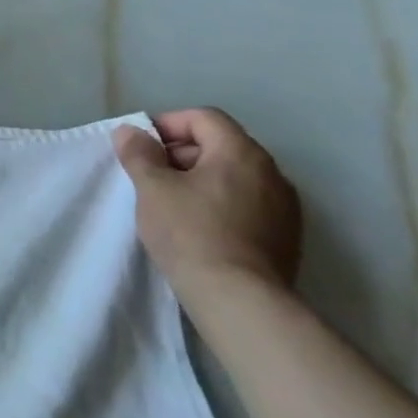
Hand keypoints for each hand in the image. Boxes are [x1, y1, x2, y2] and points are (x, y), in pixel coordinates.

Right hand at [112, 108, 300, 301]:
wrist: (239, 299)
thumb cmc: (190, 232)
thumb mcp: (152, 188)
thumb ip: (139, 153)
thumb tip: (130, 132)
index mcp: (241, 152)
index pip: (204, 118)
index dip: (168, 124)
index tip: (141, 147)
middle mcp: (272, 172)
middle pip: (221, 145)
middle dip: (182, 153)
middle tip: (150, 176)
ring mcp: (284, 206)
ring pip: (235, 176)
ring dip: (201, 180)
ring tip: (172, 204)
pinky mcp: (286, 236)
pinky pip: (248, 203)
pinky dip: (221, 204)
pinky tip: (199, 228)